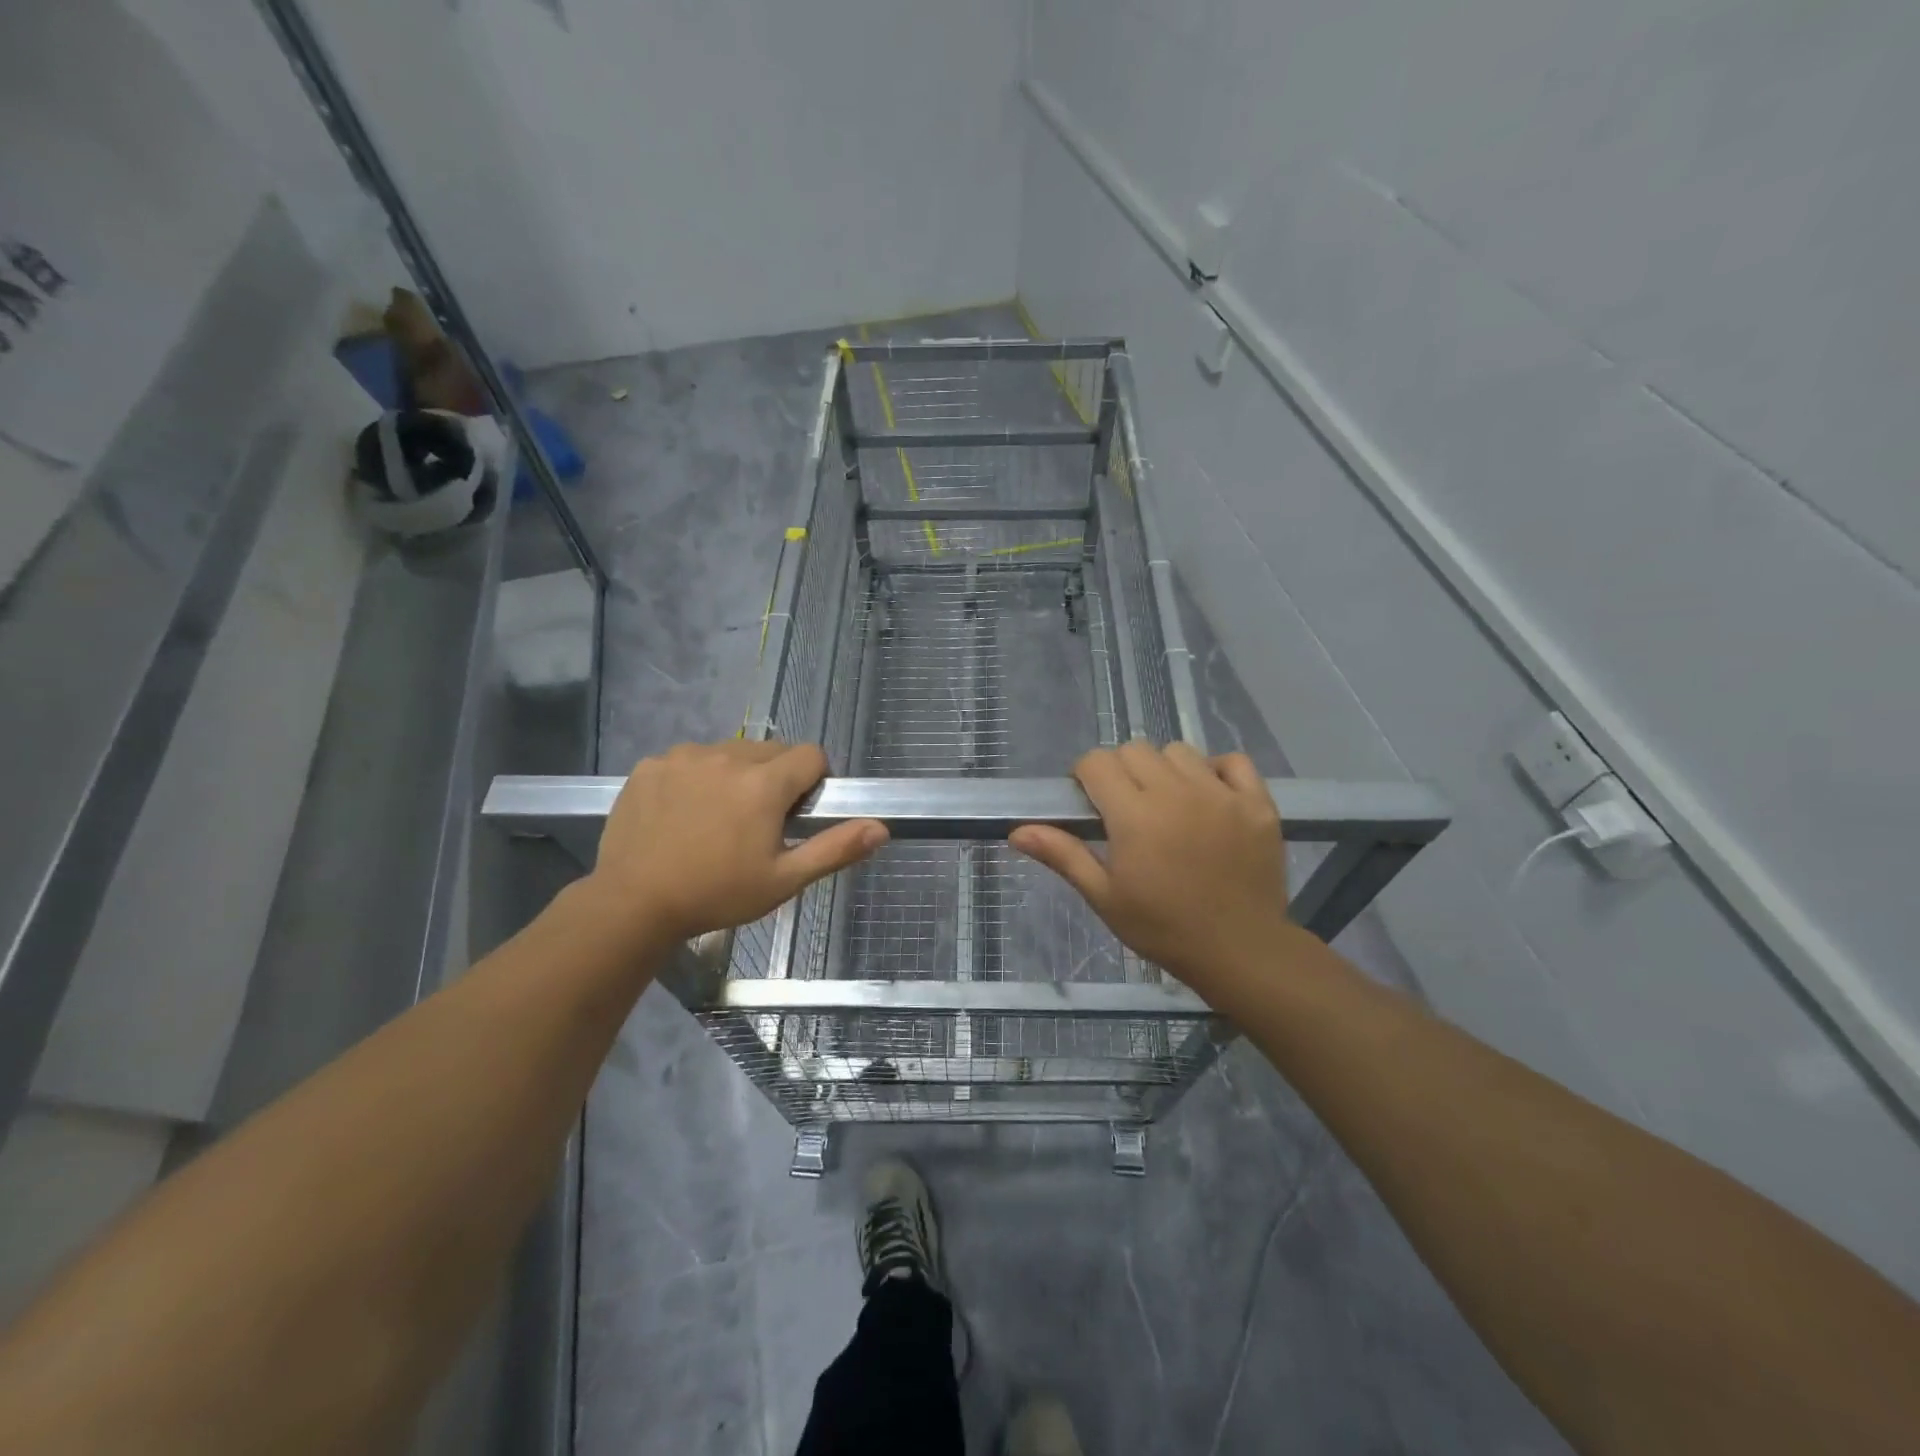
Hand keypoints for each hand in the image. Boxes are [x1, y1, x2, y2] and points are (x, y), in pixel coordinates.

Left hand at [585, 740, 886, 946]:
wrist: (632, 904)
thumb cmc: (717, 894)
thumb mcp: (783, 880)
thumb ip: (835, 849)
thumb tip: (881, 827)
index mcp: (764, 783)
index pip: (811, 755)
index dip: (814, 782)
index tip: (797, 814)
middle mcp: (727, 756)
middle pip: (771, 750)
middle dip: (775, 778)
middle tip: (757, 822)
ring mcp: (684, 757)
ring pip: (730, 752)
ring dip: (736, 774)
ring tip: (717, 819)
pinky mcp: (651, 765)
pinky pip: (689, 759)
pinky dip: (695, 777)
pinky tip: (682, 814)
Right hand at [1009, 741, 1297, 1002]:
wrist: (1240, 951)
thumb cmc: (1163, 928)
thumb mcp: (1105, 896)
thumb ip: (1063, 855)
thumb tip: (1017, 831)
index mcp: (1134, 815)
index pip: (1096, 762)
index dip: (1086, 777)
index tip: (1091, 804)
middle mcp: (1177, 792)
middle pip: (1135, 750)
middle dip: (1121, 771)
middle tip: (1127, 809)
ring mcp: (1221, 794)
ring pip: (1180, 751)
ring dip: (1165, 770)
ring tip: (1169, 805)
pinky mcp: (1257, 802)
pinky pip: (1232, 761)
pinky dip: (1216, 771)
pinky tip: (1210, 799)